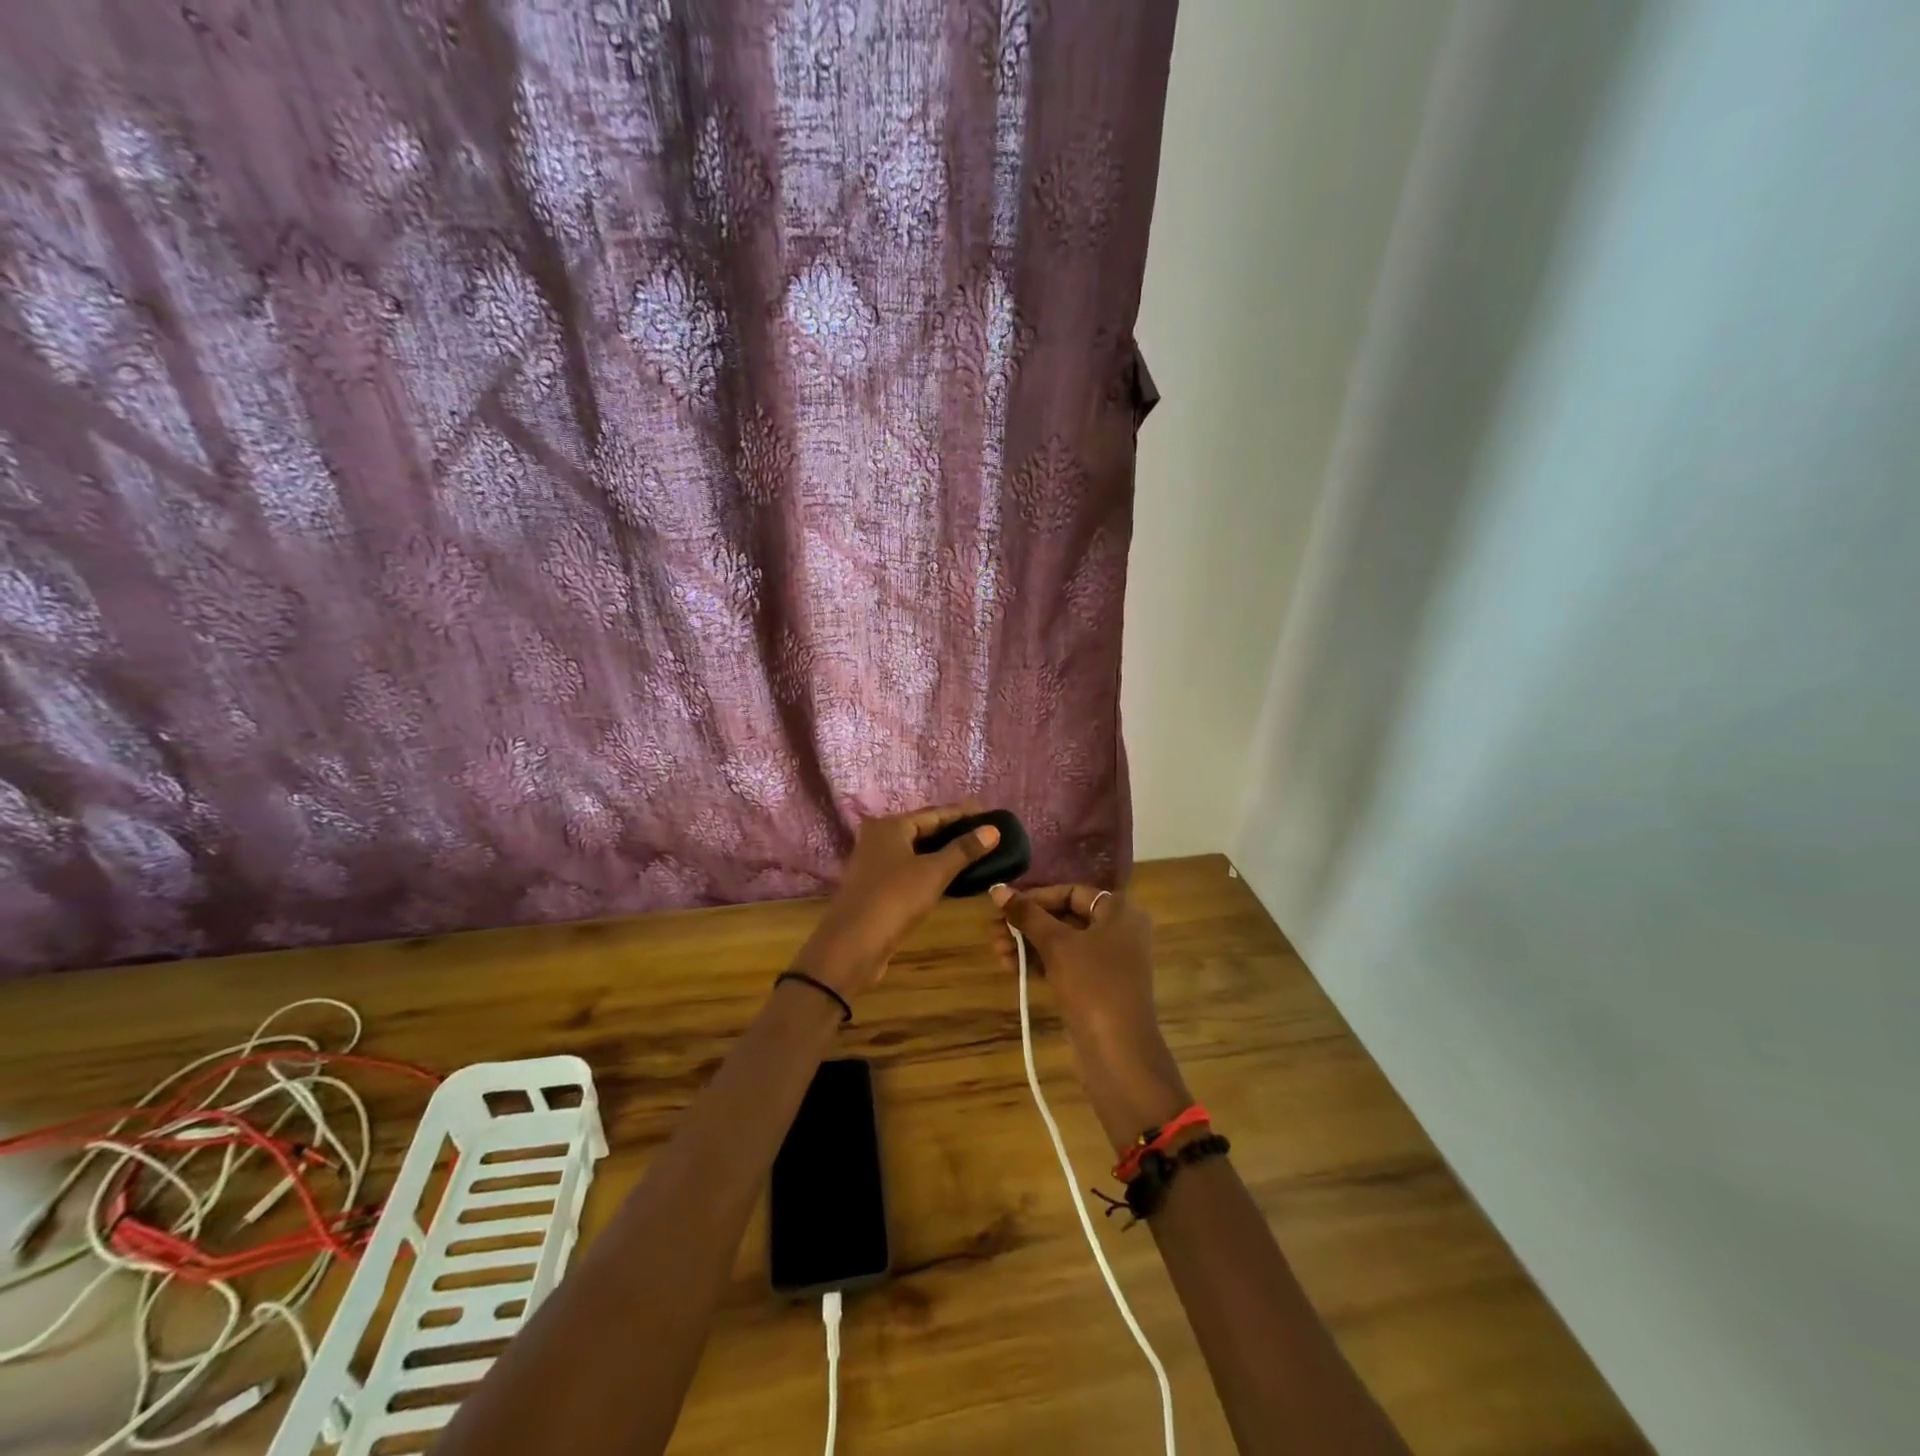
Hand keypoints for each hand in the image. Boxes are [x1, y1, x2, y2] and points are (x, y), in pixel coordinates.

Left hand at [793, 802, 1001, 998]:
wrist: (852, 945)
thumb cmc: (894, 899)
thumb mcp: (934, 872)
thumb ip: (963, 850)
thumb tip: (993, 830)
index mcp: (890, 826)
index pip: (935, 813)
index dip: (963, 814)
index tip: (990, 814)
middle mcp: (879, 838)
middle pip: (924, 830)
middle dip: (954, 833)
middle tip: (987, 835)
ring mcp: (875, 864)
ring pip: (917, 852)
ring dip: (943, 854)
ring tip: (976, 855)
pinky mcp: (877, 888)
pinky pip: (910, 871)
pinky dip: (931, 871)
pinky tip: (952, 878)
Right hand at [990, 883, 1192, 1155]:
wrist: (1118, 1052)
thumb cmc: (1093, 984)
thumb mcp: (1057, 945)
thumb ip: (1027, 915)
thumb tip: (997, 889)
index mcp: (1119, 911)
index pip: (1072, 892)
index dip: (1037, 896)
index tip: (1005, 905)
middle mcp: (1119, 931)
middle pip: (1066, 916)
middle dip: (1028, 922)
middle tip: (994, 929)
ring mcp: (1109, 961)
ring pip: (1063, 942)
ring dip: (1029, 943)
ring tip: (996, 949)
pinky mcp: (1097, 987)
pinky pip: (1065, 964)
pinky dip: (1040, 962)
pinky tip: (1010, 965)